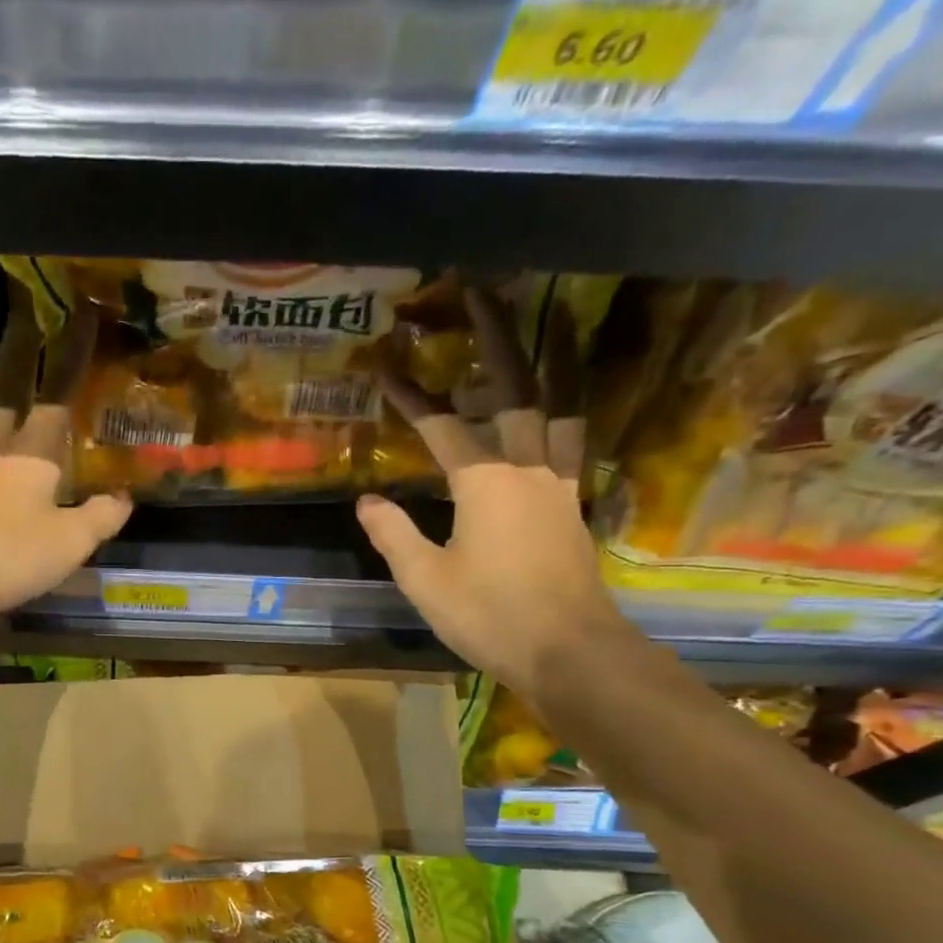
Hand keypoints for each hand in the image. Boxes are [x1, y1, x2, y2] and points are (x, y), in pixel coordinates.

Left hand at [0, 292, 128, 626]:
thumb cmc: (10, 554)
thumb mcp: (70, 541)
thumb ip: (100, 517)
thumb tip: (123, 497)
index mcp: (30, 456)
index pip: (54, 405)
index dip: (69, 370)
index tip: (78, 328)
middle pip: (9, 413)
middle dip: (22, 389)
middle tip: (31, 368)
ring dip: (7, 436)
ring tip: (22, 440)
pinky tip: (1, 493)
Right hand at [355, 285, 628, 697]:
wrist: (566, 649)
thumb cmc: (489, 615)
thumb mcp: (425, 580)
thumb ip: (394, 534)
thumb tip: (368, 502)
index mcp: (485, 483)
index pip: (443, 427)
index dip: (412, 396)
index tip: (386, 366)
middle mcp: (528, 469)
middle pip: (516, 391)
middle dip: (495, 339)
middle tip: (483, 293)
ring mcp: (559, 485)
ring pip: (559, 408)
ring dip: (553, 363)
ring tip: (553, 323)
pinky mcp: (574, 506)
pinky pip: (572, 444)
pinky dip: (566, 414)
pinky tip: (559, 410)